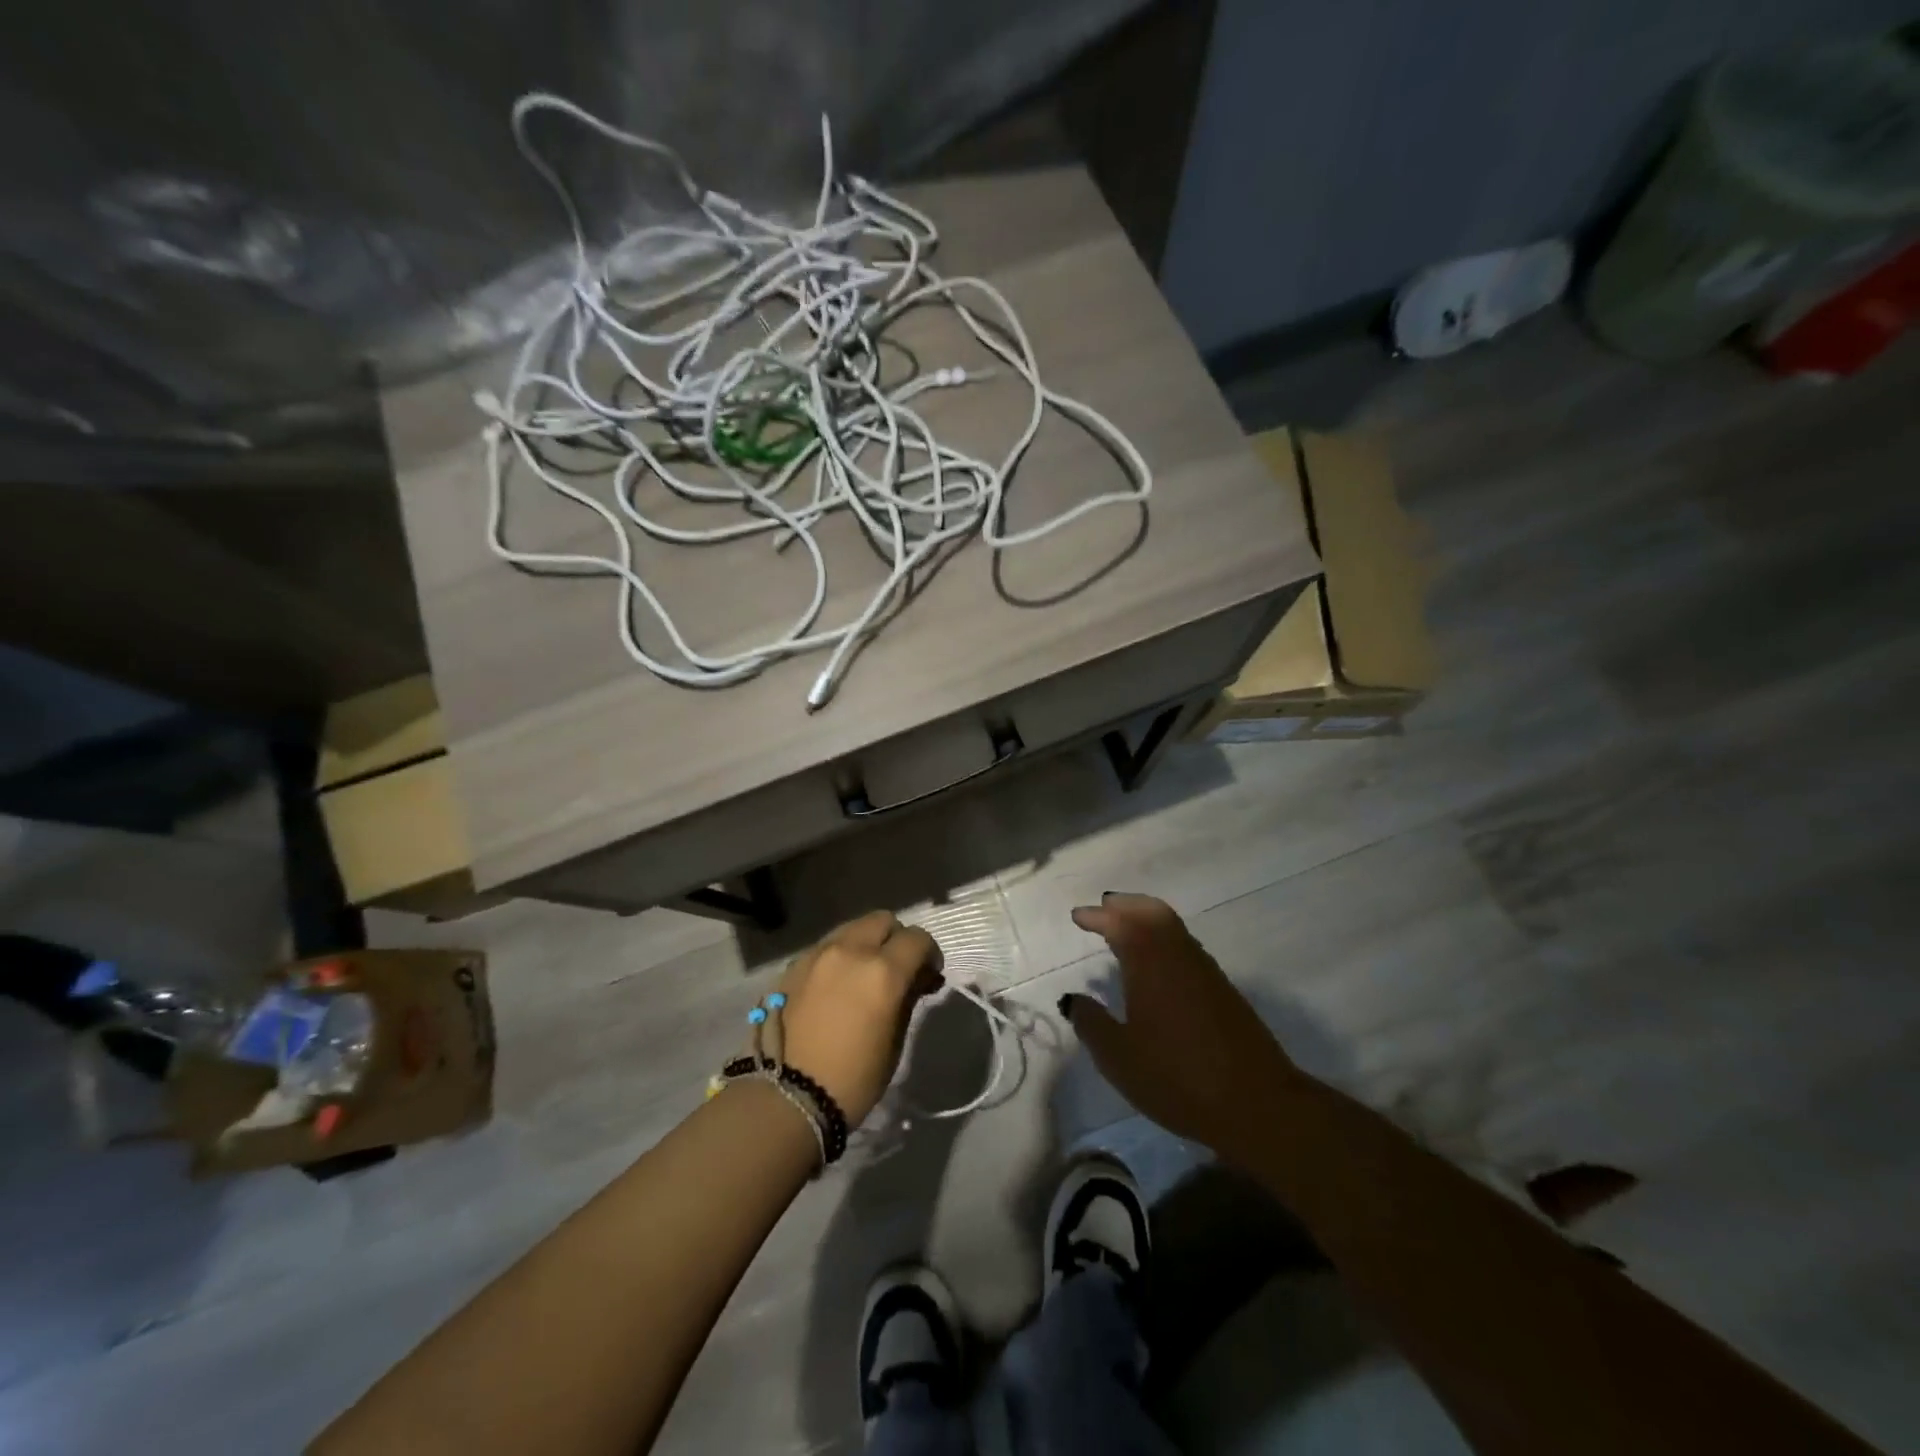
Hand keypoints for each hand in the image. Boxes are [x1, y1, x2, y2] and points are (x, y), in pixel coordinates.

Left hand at [776, 911, 942, 1124]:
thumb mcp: (894, 1042)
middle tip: (899, 969)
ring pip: (853, 928)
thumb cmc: (853, 1079)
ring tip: (865, 974)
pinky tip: (838, 983)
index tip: (929, 974)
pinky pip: (827, 945)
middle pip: (883, 920)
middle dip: (897, 939)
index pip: (917, 939)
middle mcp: (851, 951)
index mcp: (883, 972)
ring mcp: (818, 953)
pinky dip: (841, 954)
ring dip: (867, 943)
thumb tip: (918, 978)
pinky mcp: (794, 964)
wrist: (785, 1097)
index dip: (929, 954)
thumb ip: (908, 998)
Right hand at [1062, 893, 1300, 1157]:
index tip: (1078, 916)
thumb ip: (1092, 1024)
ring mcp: (1205, 971)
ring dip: (1147, 918)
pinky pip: (1186, 946)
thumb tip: (1073, 999)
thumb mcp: (1119, 1058)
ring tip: (1126, 929)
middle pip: (1152, 912)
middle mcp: (1178, 956)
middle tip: (1105, 907)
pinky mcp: (1223, 990)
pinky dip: (1164, 939)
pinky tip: (1156, 964)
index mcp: (1149, 964)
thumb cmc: (1177, 1078)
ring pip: (1173, 927)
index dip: (1098, 916)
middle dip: (1126, 906)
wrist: (1257, 1103)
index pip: (1120, 924)